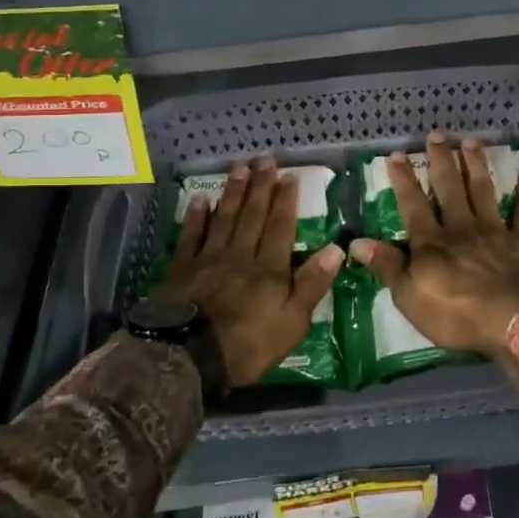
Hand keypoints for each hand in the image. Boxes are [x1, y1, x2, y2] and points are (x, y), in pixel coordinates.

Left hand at [153, 160, 343, 386]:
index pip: (280, 227)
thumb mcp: (293, 322)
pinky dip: (196, 216)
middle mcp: (241, 255)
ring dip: (233, 192)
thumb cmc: (247, 345)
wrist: (188, 357)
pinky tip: (201, 199)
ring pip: (224, 218)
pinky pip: (191, 236)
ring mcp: (209, 259)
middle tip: (264, 160)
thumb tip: (336, 249)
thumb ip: (312, 284)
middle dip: (260, 186)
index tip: (289, 176)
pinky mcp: (182, 269)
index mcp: (270, 269)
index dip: (286, 201)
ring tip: (239, 168)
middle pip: (252, 215)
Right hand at [348, 135, 518, 359]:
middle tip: (437, 135)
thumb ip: (387, 267)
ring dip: (477, 166)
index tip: (398, 154)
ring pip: (484, 191)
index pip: (412, 205)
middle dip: (441, 161)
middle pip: (450, 188)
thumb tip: (356, 242)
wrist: (515, 321)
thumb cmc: (457, 315)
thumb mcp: (410, 298)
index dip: (404, 180)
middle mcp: (462, 228)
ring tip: (472, 142)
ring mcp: (495, 232)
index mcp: (432, 243)